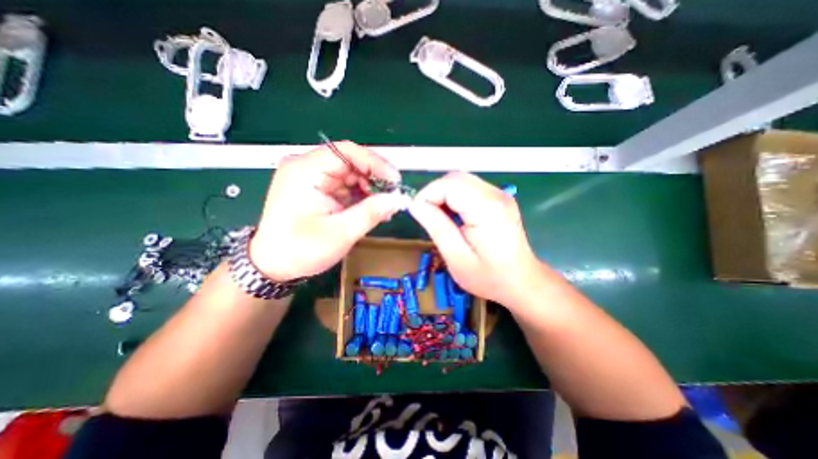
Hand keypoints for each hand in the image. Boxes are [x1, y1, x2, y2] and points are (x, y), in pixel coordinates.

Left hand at [249, 141, 411, 280]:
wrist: (272, 266)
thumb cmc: (302, 250)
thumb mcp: (341, 232)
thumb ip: (372, 212)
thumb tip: (399, 199)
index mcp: (306, 170)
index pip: (347, 152)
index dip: (376, 163)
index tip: (395, 180)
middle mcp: (306, 167)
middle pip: (350, 162)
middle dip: (374, 179)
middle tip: (392, 197)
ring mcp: (310, 178)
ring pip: (349, 174)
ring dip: (369, 189)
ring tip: (384, 208)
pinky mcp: (315, 189)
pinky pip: (343, 185)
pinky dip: (359, 196)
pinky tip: (371, 209)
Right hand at [409, 172, 548, 307]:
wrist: (522, 281)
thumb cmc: (489, 276)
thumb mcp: (456, 257)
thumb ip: (436, 227)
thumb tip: (415, 205)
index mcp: (487, 208)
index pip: (449, 184)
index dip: (427, 194)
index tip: (418, 213)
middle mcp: (495, 194)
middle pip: (455, 178)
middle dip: (434, 193)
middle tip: (426, 216)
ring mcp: (499, 194)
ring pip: (461, 181)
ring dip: (443, 195)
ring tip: (439, 218)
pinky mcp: (498, 198)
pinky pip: (469, 188)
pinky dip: (454, 197)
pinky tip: (454, 216)